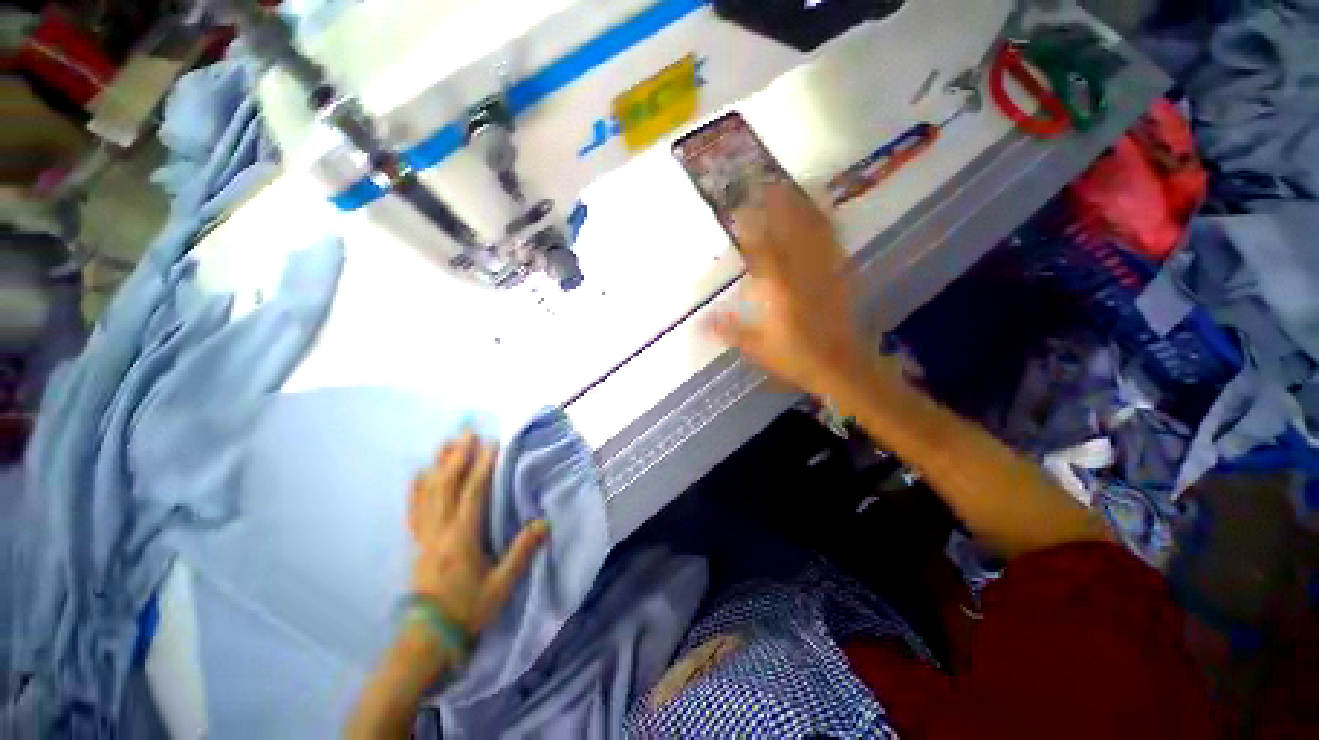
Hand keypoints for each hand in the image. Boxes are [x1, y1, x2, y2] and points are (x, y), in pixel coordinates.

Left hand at [408, 431, 548, 636]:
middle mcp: (439, 531)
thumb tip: (543, 523)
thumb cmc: (468, 610)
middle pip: (446, 486)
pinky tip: (418, 474)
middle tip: (468, 432)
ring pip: (428, 493)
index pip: (472, 494)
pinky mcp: (416, 543)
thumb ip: (521, 553)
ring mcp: (424, 536)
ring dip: (438, 465)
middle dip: (458, 456)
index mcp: (462, 539)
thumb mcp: (501, 586)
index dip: (482, 467)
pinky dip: (416, 488)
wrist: (427, 639)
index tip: (491, 444)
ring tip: (447, 443)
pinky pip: (413, 510)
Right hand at [705, 185, 873, 397]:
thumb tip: (700, 323)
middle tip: (762, 181)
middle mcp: (801, 273)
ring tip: (787, 184)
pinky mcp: (840, 272)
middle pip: (788, 229)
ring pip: (811, 228)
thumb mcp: (756, 348)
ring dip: (799, 204)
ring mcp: (824, 269)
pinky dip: (824, 219)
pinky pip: (832, 239)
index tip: (739, 207)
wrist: (840, 365)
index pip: (760, 250)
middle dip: (775, 203)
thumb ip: (729, 330)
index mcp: (778, 290)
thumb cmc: (794, 357)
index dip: (750, 226)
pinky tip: (820, 207)